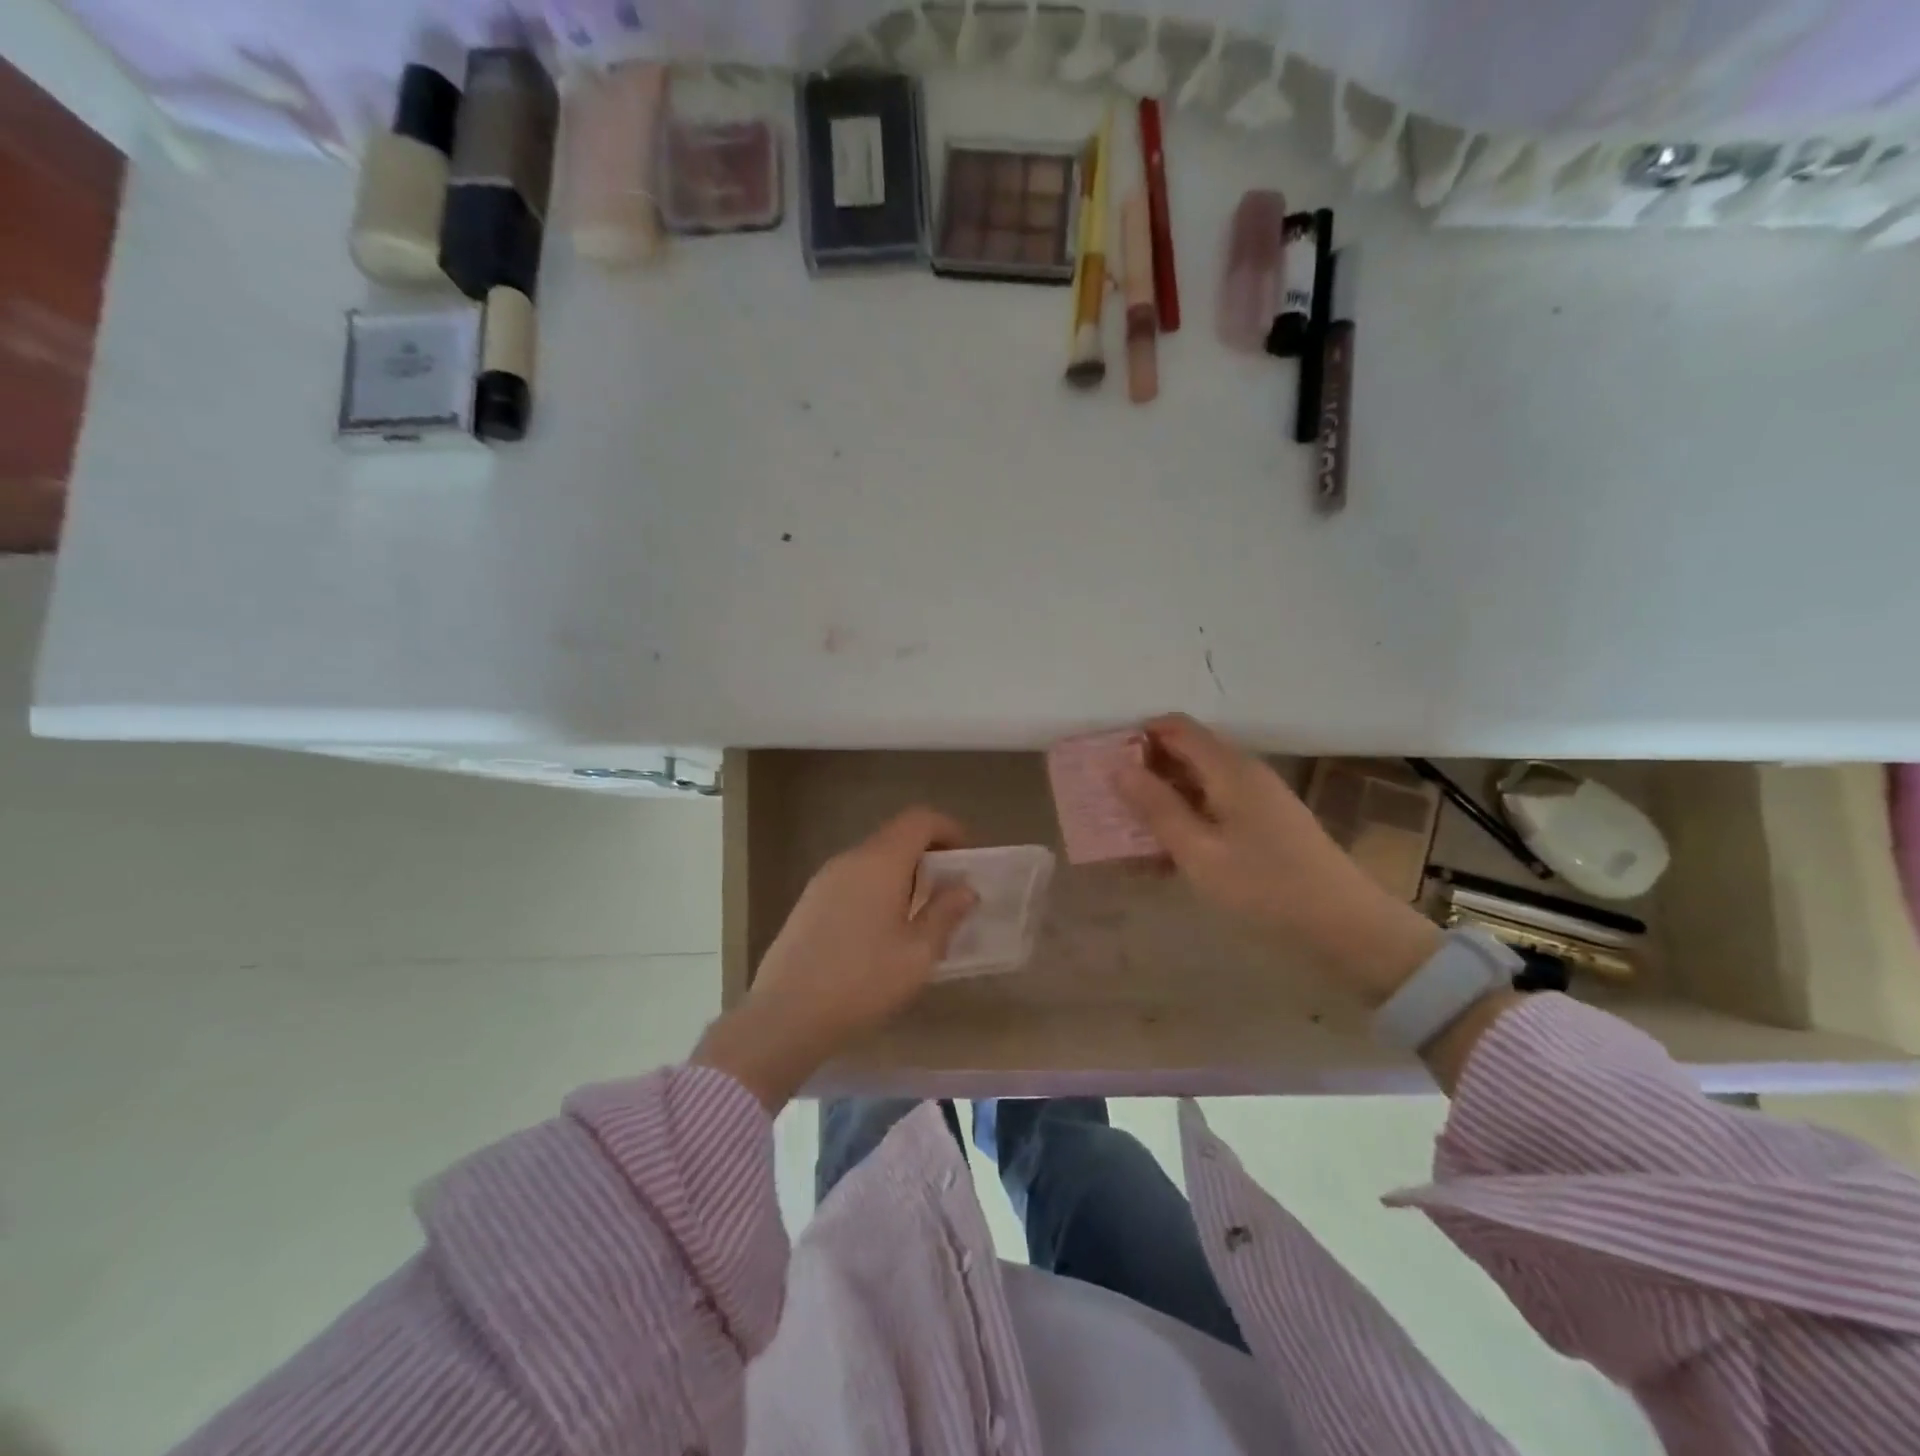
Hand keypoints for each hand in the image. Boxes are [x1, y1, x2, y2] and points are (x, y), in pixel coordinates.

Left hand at [692, 808, 976, 1111]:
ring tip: (918, 917)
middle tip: (948, 892)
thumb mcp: (918, 953)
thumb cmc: (863, 981)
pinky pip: (852, 881)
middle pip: (895, 838)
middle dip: (927, 856)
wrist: (786, 1016)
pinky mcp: (808, 903)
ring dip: (901, 876)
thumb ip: (945, 914)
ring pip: (872, 861)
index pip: (919, 820)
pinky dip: (876, 891)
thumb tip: (964, 888)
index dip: (948, 830)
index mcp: (880, 862)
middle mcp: (850, 859)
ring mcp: (823, 880)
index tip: (966, 858)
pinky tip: (881, 933)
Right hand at [1114, 714, 1442, 1005]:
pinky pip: (1214, 807)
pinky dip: (1186, 820)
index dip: (1137, 738)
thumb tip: (1117, 767)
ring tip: (1131, 834)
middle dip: (1145, 772)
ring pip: (1197, 783)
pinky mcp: (1264, 824)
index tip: (1105, 767)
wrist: (1347, 928)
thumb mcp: (1198, 851)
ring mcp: (1257, 798)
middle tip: (1110, 804)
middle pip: (1185, 752)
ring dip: (1162, 800)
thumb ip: (1155, 807)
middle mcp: (1244, 772)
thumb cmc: (1265, 887)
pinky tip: (1167, 855)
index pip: (1174, 727)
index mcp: (1229, 768)